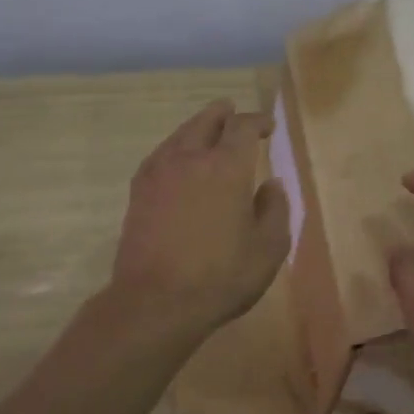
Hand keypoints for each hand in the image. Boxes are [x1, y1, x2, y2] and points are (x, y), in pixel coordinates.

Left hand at [110, 99, 289, 335]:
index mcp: (226, 166)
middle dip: (223, 114)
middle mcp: (190, 158)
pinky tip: (178, 161)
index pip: (243, 127)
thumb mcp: (268, 248)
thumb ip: (274, 209)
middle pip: (206, 121)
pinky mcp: (138, 192)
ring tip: (207, 131)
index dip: (257, 121)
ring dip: (196, 128)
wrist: (155, 301)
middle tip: (232, 112)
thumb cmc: (221, 277)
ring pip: (179, 135)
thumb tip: (271, 184)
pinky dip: (175, 148)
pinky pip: (160, 155)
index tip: (267, 127)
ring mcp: (158, 173)